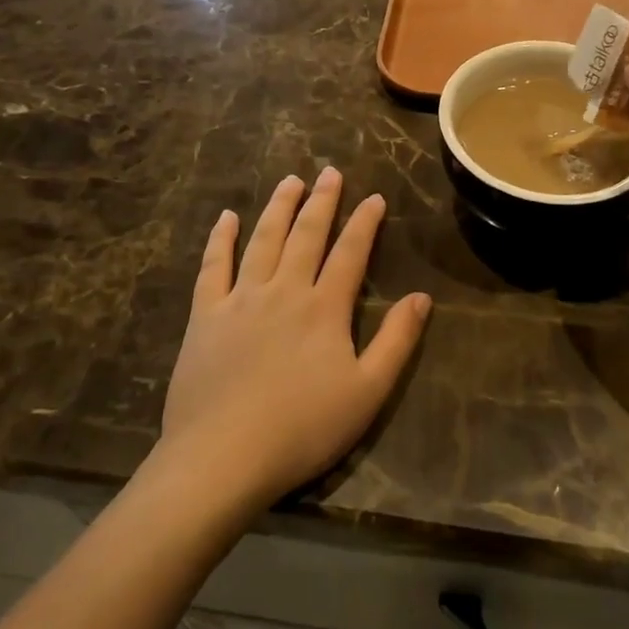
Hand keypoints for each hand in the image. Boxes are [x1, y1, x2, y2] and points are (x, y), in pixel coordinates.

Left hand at [158, 169, 430, 513]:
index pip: (351, 253)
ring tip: (289, 181)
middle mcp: (284, 290)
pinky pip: (214, 266)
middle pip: (306, 235)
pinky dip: (221, 239)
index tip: (374, 197)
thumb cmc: (303, 429)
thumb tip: (421, 297)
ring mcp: (241, 299)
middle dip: (321, 201)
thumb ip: (397, 341)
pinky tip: (226, 218)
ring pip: (263, 239)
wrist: (223, 457)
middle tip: (329, 172)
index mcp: (324, 308)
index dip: (364, 222)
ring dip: (278, 207)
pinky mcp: (206, 315)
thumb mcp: (367, 392)